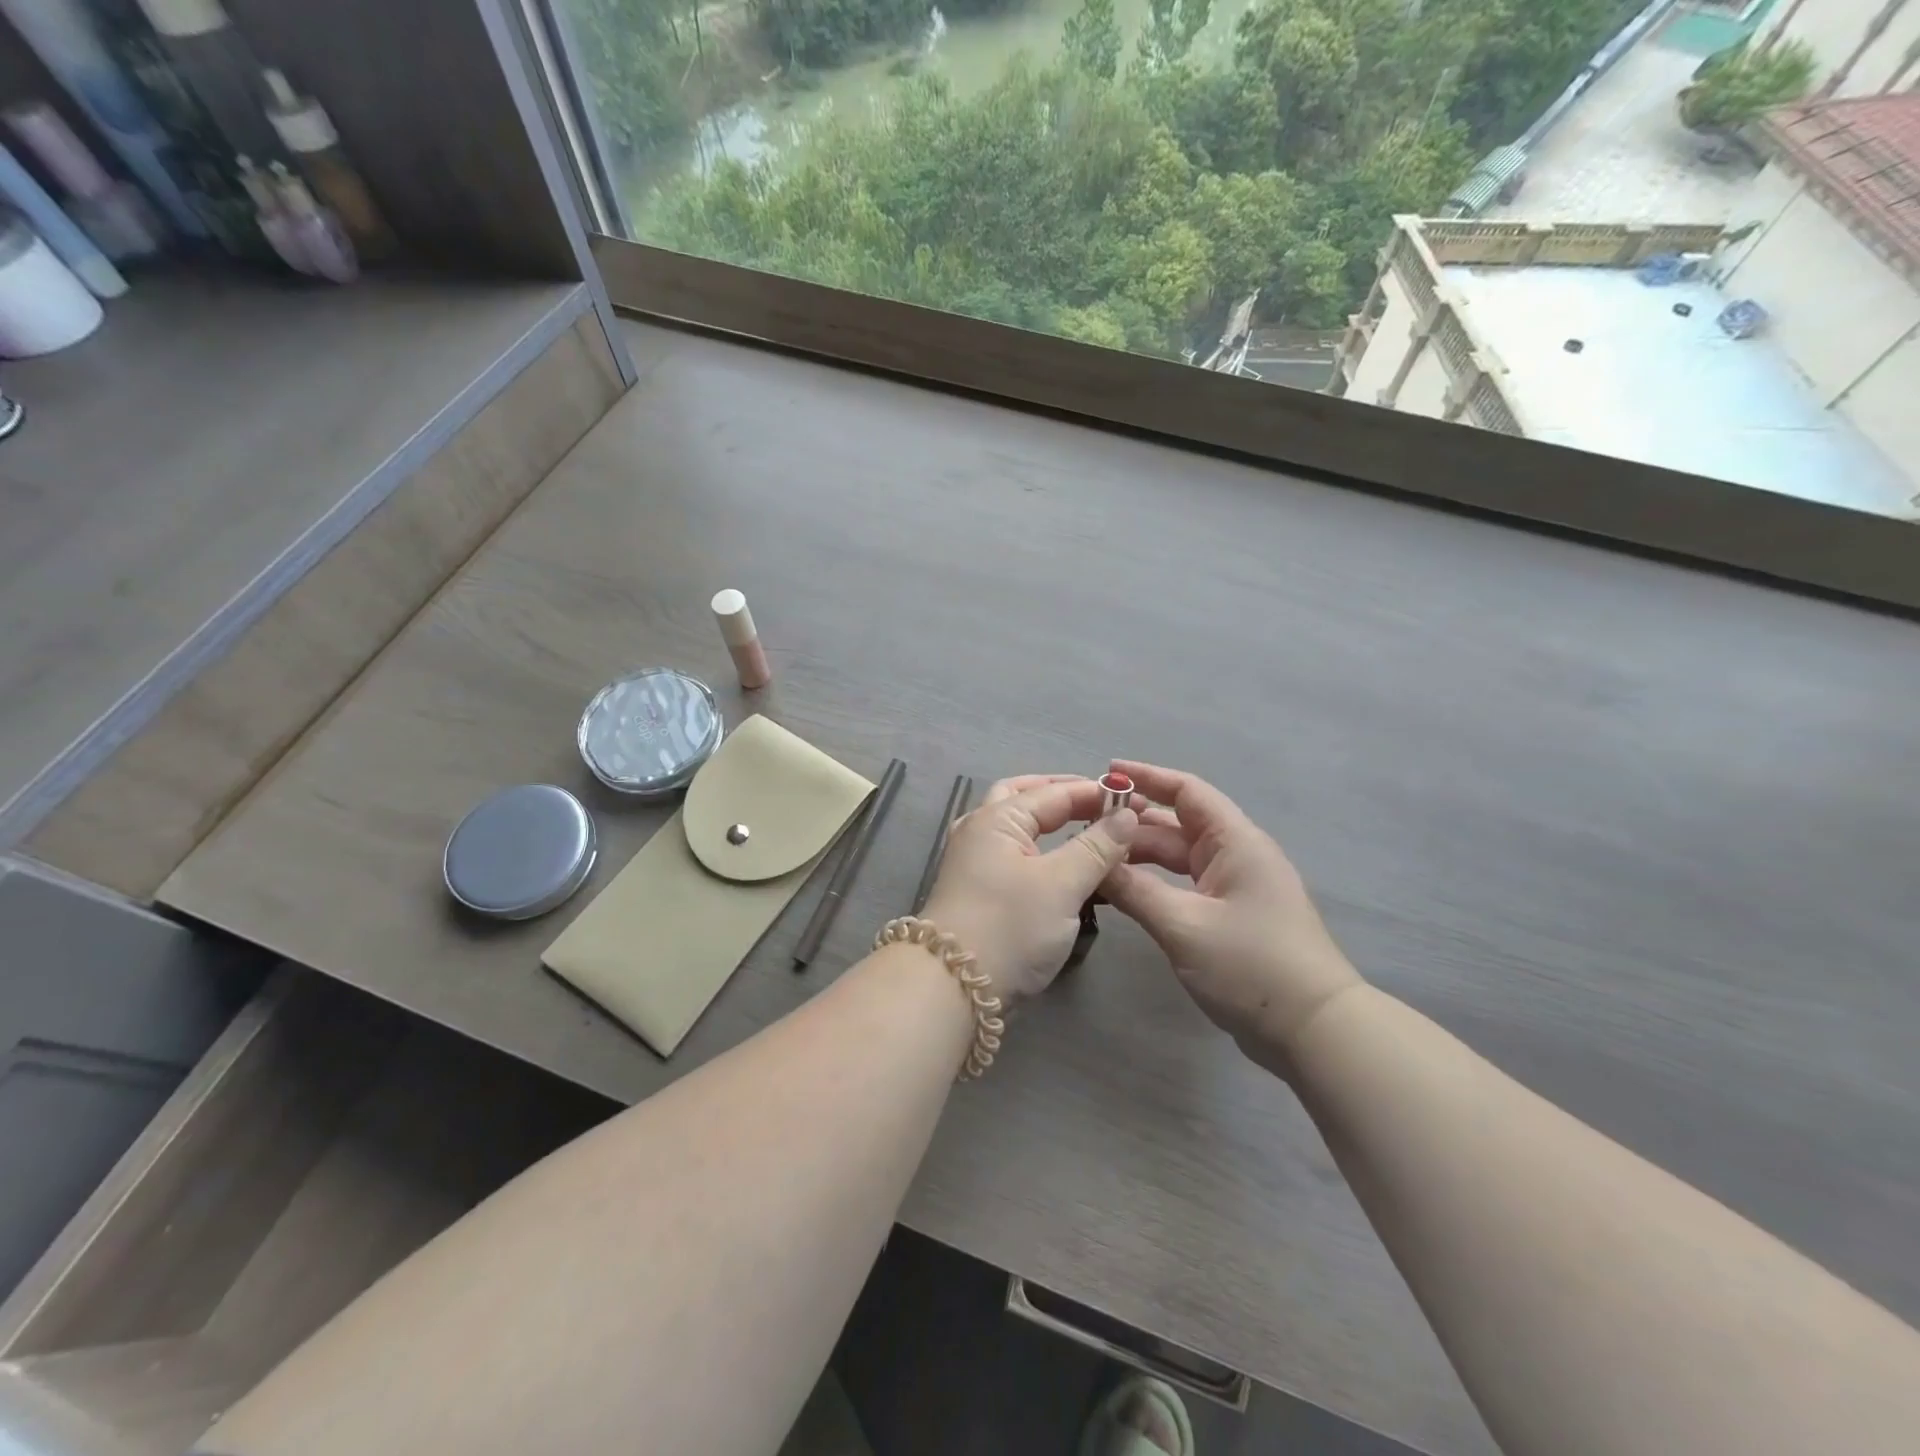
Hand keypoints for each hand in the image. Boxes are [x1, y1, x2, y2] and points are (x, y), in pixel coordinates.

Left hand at [921, 775, 1138, 1004]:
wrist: (953, 987)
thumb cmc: (1009, 927)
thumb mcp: (1061, 885)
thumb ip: (1096, 847)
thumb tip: (1126, 816)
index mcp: (996, 818)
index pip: (1054, 792)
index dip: (1096, 793)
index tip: (1136, 801)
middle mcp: (979, 830)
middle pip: (1024, 797)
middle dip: (1063, 795)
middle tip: (1101, 803)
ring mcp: (973, 860)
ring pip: (1016, 826)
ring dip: (1048, 820)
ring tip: (1084, 826)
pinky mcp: (977, 889)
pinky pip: (1013, 852)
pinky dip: (1040, 847)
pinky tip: (1059, 861)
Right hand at [1099, 761, 1361, 1077]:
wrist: (1314, 1030)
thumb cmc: (1251, 966)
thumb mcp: (1183, 925)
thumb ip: (1133, 890)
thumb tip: (1093, 863)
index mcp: (1235, 842)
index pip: (1187, 791)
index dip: (1147, 777)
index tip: (1107, 773)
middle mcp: (1236, 855)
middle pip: (1177, 824)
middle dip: (1134, 821)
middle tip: (1086, 824)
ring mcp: (1236, 887)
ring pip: (1179, 857)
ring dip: (1141, 854)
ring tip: (1095, 856)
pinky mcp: (1232, 916)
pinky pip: (1185, 884)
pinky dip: (1154, 882)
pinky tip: (1125, 891)